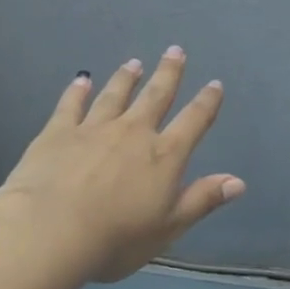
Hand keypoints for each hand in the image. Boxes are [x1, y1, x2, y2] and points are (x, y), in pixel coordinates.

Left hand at [0, 49, 244, 282]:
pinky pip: (71, 105)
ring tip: (134, 63)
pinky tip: (82, 80)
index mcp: (164, 155)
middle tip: (175, 51)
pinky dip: (78, 91)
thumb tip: (238, 181)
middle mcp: (133, 132)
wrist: (51, 230)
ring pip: (115, 95)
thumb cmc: (117, 238)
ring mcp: (94, 128)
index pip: (193, 121)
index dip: (206, 102)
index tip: (214, 85)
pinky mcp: (58, 132)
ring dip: (126, 78)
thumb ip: (202, 199)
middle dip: (168, 73)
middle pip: (155, 96)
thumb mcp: (169, 227)